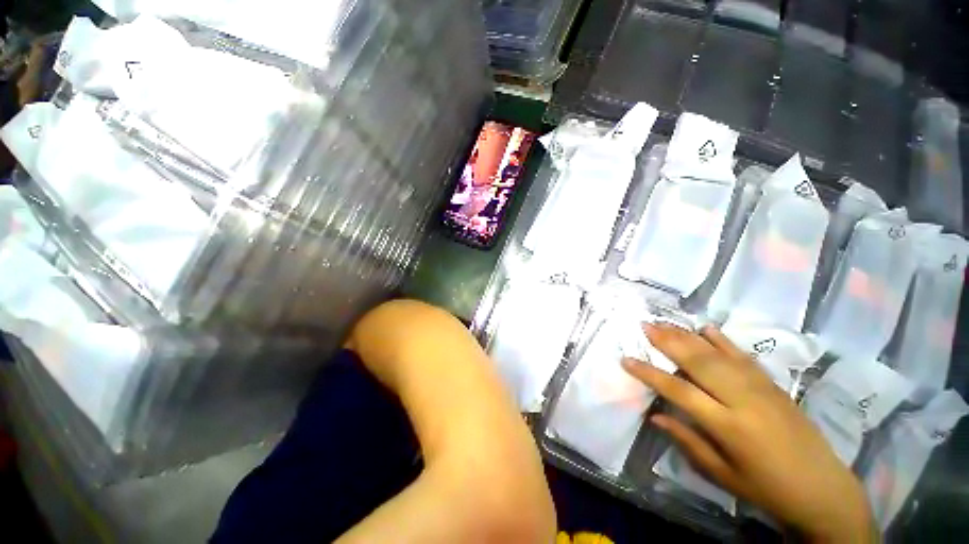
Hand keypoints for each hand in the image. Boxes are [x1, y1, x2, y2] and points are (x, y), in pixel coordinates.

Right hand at [622, 324, 875, 542]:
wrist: (810, 476)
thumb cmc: (761, 485)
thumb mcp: (721, 474)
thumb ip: (690, 443)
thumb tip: (659, 418)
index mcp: (727, 425)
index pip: (681, 392)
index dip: (652, 375)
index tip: (628, 359)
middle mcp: (742, 396)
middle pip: (701, 363)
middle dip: (671, 343)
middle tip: (645, 325)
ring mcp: (760, 384)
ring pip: (721, 354)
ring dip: (693, 337)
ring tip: (669, 323)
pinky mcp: (772, 381)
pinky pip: (743, 356)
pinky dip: (725, 341)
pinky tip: (710, 330)